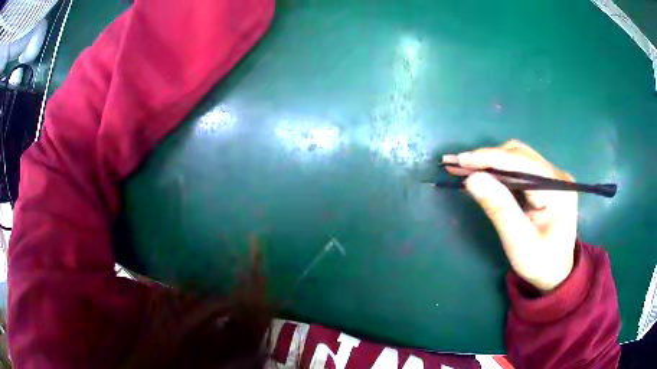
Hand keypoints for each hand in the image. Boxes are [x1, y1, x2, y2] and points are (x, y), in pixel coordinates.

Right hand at [443, 140, 577, 291]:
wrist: (556, 273)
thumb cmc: (539, 263)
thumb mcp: (518, 242)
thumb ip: (499, 209)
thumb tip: (472, 179)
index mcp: (557, 190)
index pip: (520, 163)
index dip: (488, 158)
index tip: (458, 160)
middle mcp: (557, 175)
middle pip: (518, 154)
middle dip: (486, 158)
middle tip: (455, 165)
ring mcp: (552, 176)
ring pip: (517, 157)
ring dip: (490, 161)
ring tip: (463, 167)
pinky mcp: (546, 181)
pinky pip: (519, 167)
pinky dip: (498, 169)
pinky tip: (482, 174)